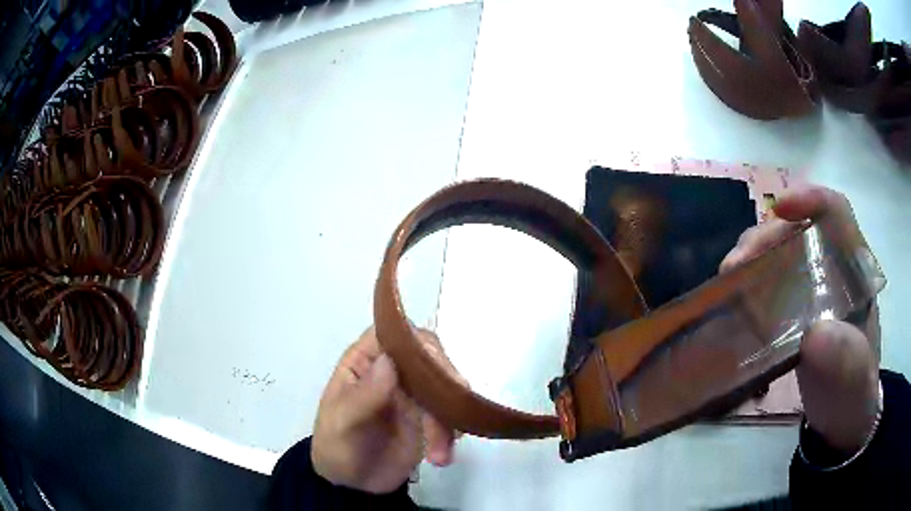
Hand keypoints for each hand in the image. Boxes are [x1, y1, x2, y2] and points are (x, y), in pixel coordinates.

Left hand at [311, 326, 465, 493]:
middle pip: (428, 357)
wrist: (353, 486)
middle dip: (445, 378)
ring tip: (439, 453)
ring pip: (444, 388)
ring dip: (449, 418)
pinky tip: (442, 457)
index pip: (393, 334)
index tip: (434, 361)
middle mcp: (392, 372)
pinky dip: (451, 435)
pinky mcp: (428, 419)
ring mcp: (413, 396)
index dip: (415, 340)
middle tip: (458, 399)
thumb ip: (364, 395)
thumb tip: (390, 360)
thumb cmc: (337, 446)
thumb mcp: (343, 423)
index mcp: (365, 363)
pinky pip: (449, 416)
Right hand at [720, 185, 880, 453]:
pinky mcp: (794, 313)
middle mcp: (832, 271)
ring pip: (779, 254)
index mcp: (854, 272)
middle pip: (798, 230)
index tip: (779, 209)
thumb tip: (814, 333)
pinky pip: (769, 285)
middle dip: (766, 237)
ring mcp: (811, 292)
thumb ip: (844, 357)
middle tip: (735, 265)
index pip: (836, 213)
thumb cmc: (852, 396)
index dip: (809, 199)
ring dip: (752, 259)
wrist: (841, 421)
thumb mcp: (853, 379)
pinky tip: (733, 302)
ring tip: (727, 281)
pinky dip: (748, 285)